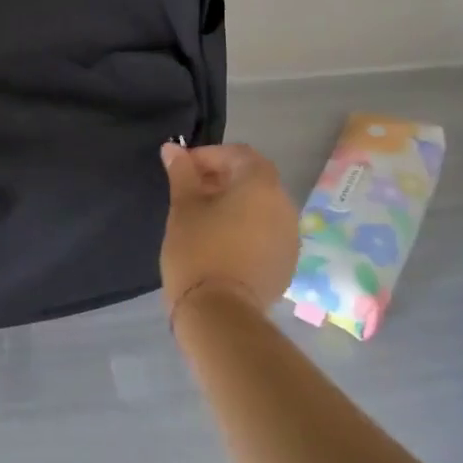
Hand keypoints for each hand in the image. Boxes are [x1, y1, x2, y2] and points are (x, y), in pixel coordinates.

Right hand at [159, 142, 301, 320]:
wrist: (219, 313)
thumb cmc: (198, 250)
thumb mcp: (183, 206)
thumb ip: (182, 173)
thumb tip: (172, 149)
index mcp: (261, 185)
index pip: (238, 155)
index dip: (209, 156)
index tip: (183, 169)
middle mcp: (284, 205)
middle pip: (254, 179)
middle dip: (222, 178)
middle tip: (191, 191)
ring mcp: (290, 237)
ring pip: (262, 207)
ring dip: (236, 203)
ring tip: (204, 217)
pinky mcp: (287, 263)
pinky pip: (267, 232)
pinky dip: (247, 227)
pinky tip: (222, 241)